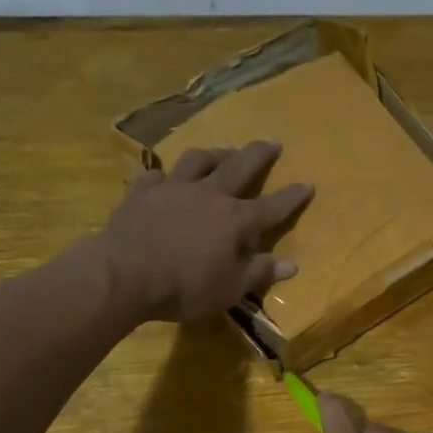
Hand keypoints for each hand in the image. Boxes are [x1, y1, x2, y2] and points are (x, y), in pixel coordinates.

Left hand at [102, 142, 313, 322]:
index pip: (272, 206)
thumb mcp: (229, 290)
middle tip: (272, 142)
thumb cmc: (184, 288)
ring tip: (223, 150)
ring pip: (199, 159)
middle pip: (239, 166)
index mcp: (235, 221)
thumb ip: (259, 273)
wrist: (124, 275)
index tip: (308, 184)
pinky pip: (157, 175)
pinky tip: (167, 177)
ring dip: (215, 153)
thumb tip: (292, 264)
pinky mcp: (142, 191)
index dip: (292, 197)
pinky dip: (167, 175)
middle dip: (259, 154)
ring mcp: (174, 188)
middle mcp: (209, 195)